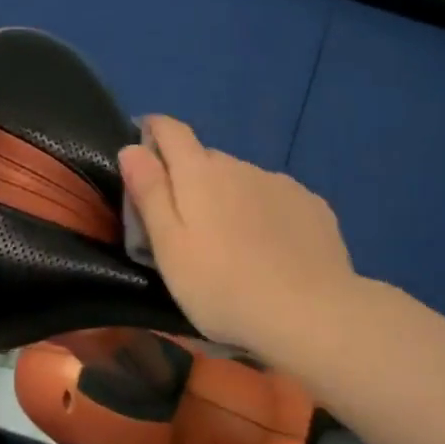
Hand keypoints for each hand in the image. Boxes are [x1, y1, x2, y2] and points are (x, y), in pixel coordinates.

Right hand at [118, 115, 357, 358]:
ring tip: (232, 242)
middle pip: (206, 158)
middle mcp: (240, 165)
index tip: (143, 147)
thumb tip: (132, 148)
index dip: (153, 131)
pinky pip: (275, 197)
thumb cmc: (223, 287)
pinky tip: (272, 248)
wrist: (311, 313)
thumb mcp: (170, 247)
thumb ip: (150, 193)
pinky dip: (265, 212)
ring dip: (229, 197)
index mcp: (199, 173)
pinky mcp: (312, 204)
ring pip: (243, 179)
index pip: (170, 130)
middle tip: (185, 222)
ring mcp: (280, 183)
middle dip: (190, 177)